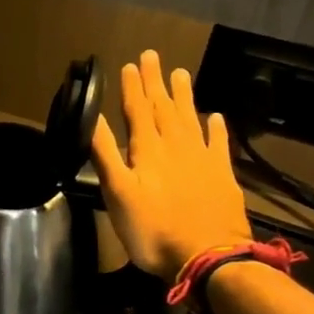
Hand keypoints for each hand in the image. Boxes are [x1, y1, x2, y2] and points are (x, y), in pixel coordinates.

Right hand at [91, 49, 251, 279]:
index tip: (129, 64)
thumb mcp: (118, 194)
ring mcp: (203, 159)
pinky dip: (216, 128)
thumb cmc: (153, 230)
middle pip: (164, 107)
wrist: (209, 257)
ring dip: (184, 95)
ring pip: (191, 119)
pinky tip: (215, 116)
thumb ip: (105, 154)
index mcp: (148, 150)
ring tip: (180, 73)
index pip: (138, 110)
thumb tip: (91, 118)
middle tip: (152, 56)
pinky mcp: (222, 176)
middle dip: (155, 82)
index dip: (132, 87)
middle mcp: (177, 146)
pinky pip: (218, 144)